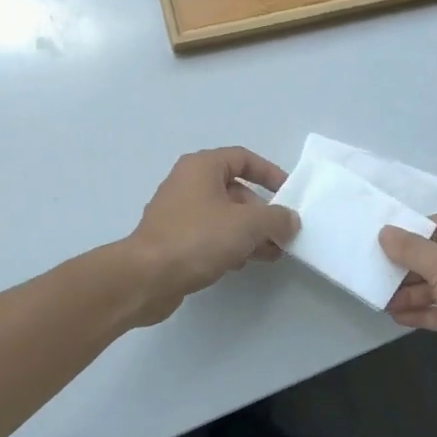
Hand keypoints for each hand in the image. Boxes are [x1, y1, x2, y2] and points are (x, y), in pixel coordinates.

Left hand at [123, 147, 299, 324]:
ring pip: (223, 216)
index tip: (290, 194)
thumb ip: (276, 219)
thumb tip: (290, 220)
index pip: (243, 158)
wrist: (146, 277)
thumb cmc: (197, 239)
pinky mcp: (173, 239)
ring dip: (249, 233)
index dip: (269, 173)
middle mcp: (188, 183)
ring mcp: (178, 212)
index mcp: (202, 167)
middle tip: (282, 234)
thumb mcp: (247, 225)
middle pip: (235, 190)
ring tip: (272, 254)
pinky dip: (229, 245)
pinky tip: (242, 264)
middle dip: (262, 212)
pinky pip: (209, 235)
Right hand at [379, 214, 436, 422]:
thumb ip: (413, 250)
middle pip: (435, 256)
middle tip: (372, 273)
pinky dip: (420, 312)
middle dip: (405, 265)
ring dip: (408, 292)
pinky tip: (395, 316)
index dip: (409, 232)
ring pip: (436, 286)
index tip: (376, 242)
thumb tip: (385, 231)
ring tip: (379, 299)